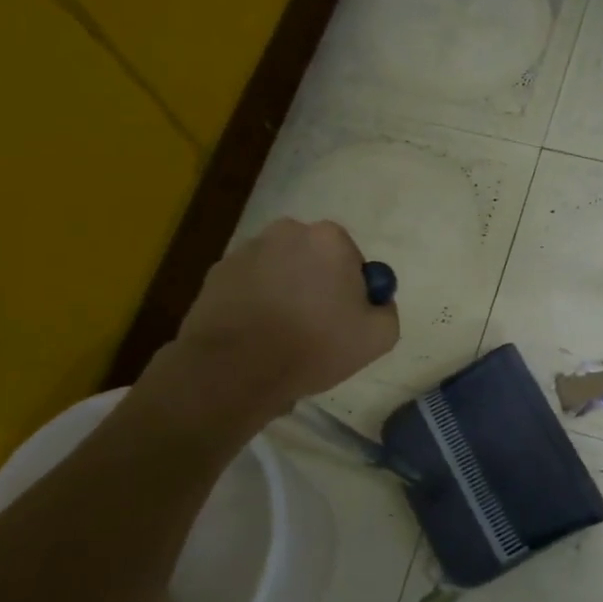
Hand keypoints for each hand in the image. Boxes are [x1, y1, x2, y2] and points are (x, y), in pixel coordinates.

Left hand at [169, 219, 399, 417]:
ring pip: (279, 269)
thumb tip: (376, 300)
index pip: (351, 259)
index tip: (344, 319)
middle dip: (316, 283)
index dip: (351, 290)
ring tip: (280, 333)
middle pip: (313, 258)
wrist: (235, 369)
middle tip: (315, 325)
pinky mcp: (216, 273)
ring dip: (284, 291)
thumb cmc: (314, 346)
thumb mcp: (378, 337)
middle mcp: (287, 232)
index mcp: (329, 239)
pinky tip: (254, 333)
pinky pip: (248, 284)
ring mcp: (246, 250)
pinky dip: (254, 301)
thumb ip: (386, 309)